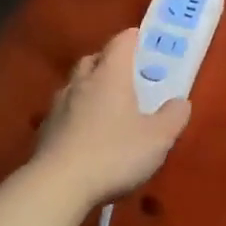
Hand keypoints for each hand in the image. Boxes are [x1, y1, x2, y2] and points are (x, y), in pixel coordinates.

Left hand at [30, 29, 190, 213]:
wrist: (57, 187)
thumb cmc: (114, 154)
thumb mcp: (157, 139)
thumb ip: (173, 117)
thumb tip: (181, 102)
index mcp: (111, 74)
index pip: (121, 42)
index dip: (133, 38)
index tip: (143, 40)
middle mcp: (82, 82)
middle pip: (93, 59)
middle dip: (108, 60)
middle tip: (125, 73)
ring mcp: (58, 105)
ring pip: (74, 84)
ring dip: (88, 87)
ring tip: (104, 103)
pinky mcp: (44, 130)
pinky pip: (63, 110)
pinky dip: (74, 113)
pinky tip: (83, 132)